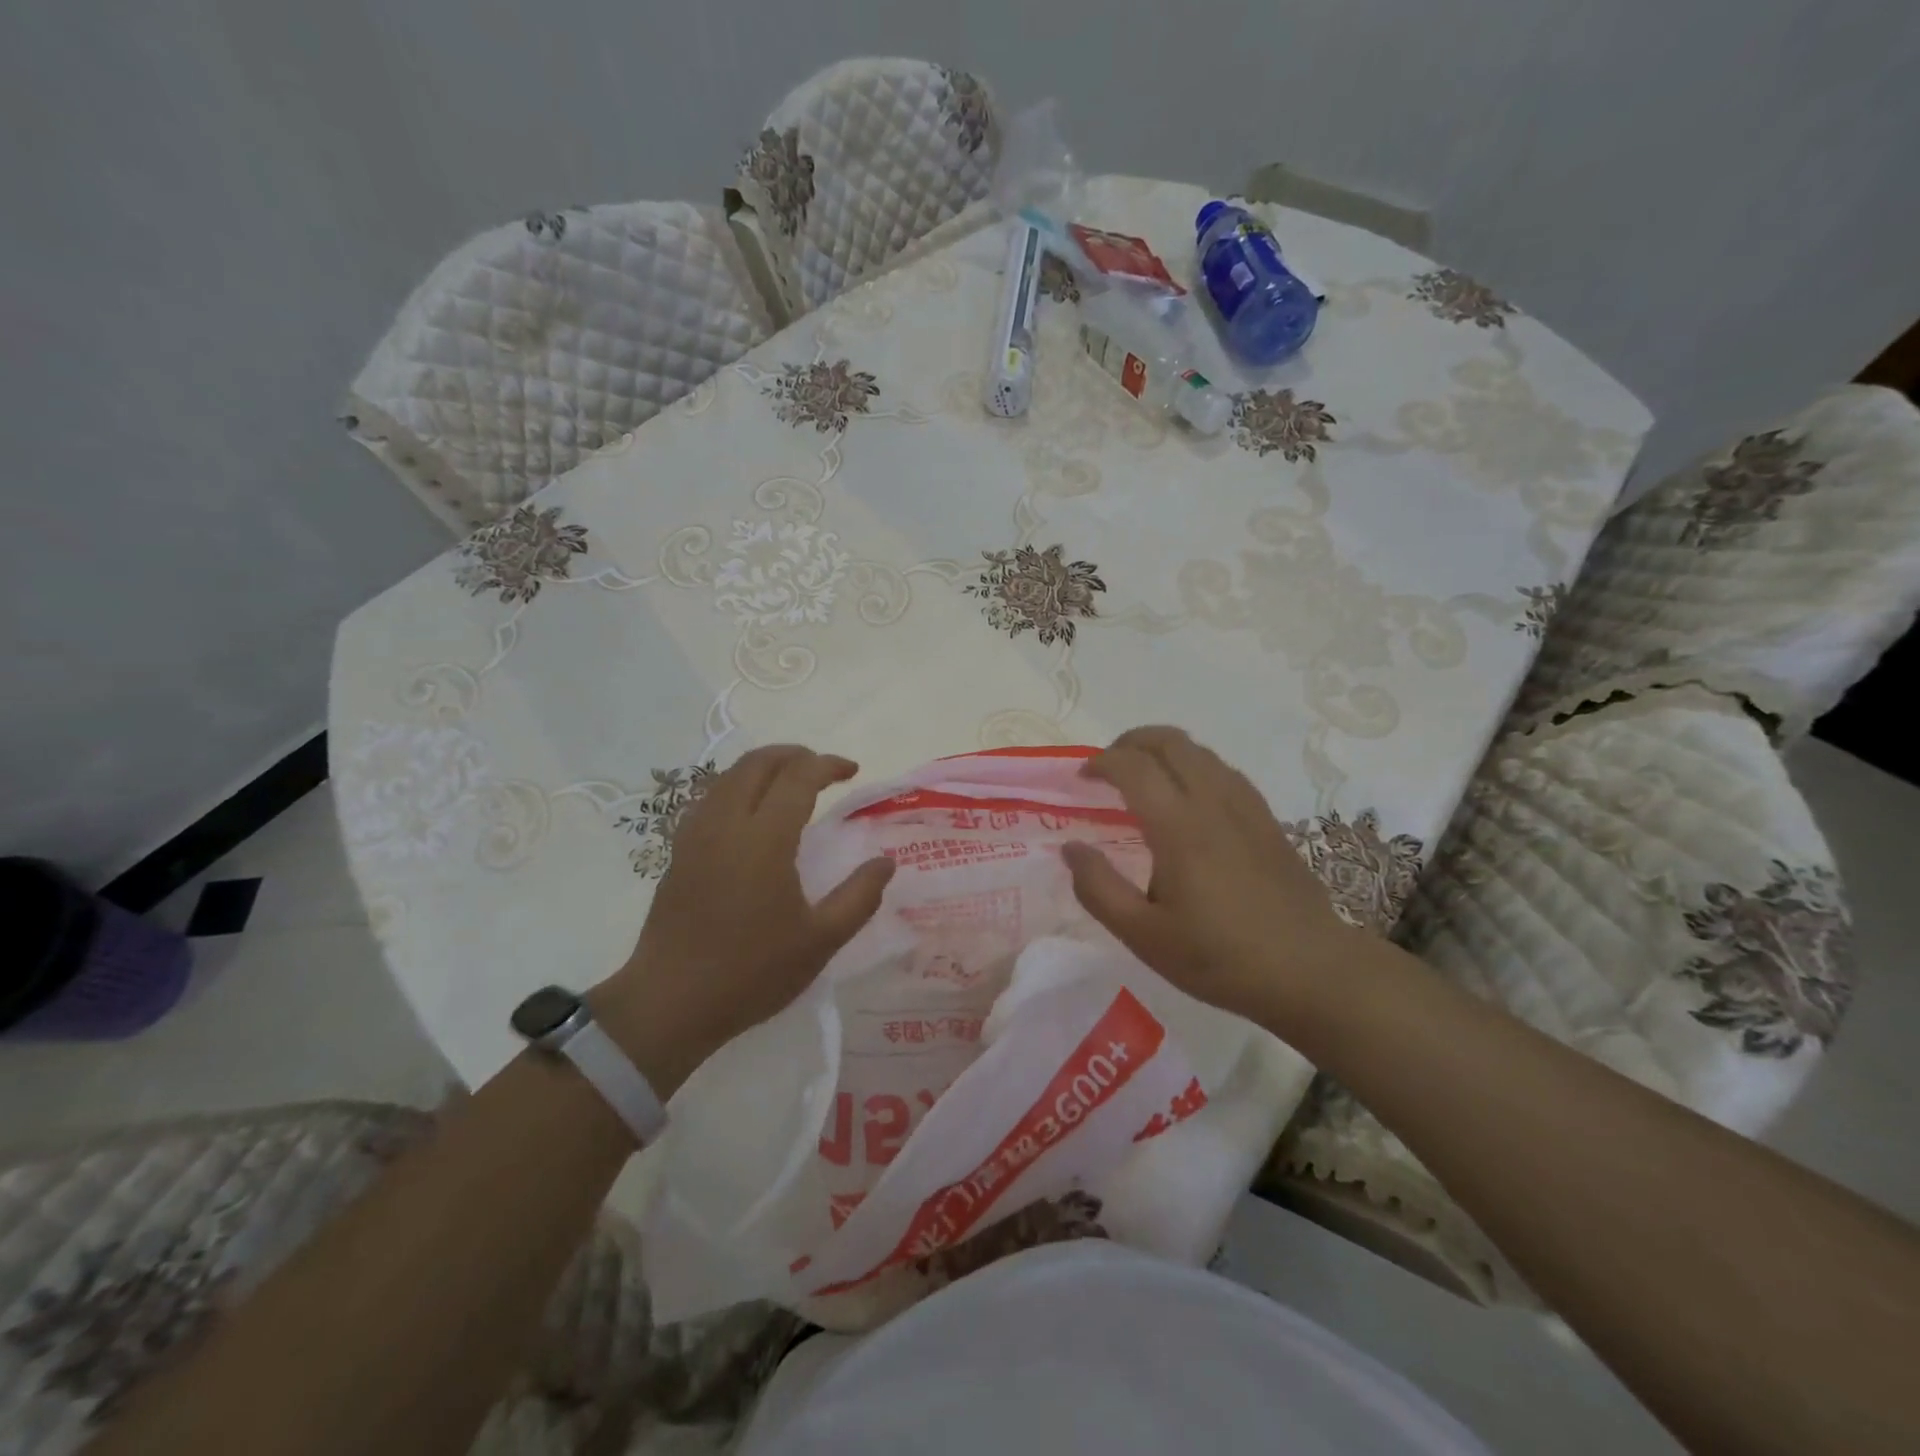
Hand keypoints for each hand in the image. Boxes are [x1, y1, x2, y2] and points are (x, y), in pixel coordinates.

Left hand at [593, 746, 893, 1094]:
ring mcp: (696, 835)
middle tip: (823, 769)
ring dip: (765, 767)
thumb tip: (885, 862)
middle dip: (795, 755)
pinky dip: (739, 787)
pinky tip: (752, 815)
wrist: (670, 1002)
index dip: (827, 764)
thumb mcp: (820, 941)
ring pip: (729, 776)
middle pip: (758, 763)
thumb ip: (859, 896)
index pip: (798, 776)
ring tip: (791, 784)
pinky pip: (711, 797)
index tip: (852, 771)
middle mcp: (726, 823)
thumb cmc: (751, 972)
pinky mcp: (679, 852)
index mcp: (764, 838)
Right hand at [1060, 726, 1361, 1023]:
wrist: (1311, 971)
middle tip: (1107, 766)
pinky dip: (1194, 765)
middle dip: (1131, 741)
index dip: (1101, 762)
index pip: (1133, 766)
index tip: (1082, 779)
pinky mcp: (1266, 819)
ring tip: (1142, 777)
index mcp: (1178, 826)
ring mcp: (1246, 806)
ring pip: (1200, 751)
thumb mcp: (1144, 936)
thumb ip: (1099, 889)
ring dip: (1163, 750)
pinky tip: (1188, 797)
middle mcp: (1212, 802)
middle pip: (1170, 741)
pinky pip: (1223, 770)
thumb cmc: (1220, 957)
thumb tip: (1071, 848)